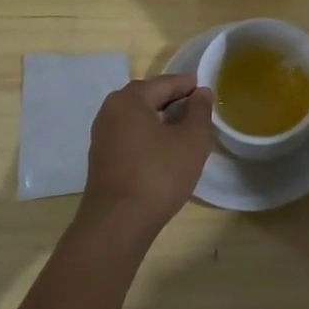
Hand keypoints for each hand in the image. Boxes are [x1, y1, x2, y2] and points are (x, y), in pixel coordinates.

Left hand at [78, 75, 213, 239]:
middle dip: (174, 101)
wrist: (117, 225)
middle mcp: (110, 111)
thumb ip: (199, 111)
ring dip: (161, 120)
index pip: (165, 83)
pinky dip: (148, 136)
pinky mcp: (102, 158)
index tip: (207, 90)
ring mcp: (102, 136)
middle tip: (198, 110)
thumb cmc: (158, 176)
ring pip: (138, 118)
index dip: (188, 85)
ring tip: (185, 131)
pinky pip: (130, 136)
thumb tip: (200, 92)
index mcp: (129, 100)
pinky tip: (165, 151)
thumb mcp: (191, 141)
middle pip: (148, 97)